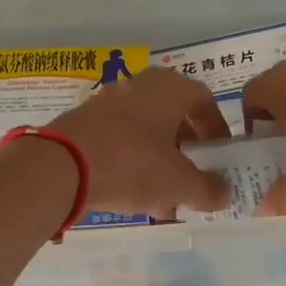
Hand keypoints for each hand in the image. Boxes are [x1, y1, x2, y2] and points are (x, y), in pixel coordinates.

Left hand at [48, 66, 232, 216]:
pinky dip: (132, 164)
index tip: (221, 154)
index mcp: (169, 88)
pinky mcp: (84, 121)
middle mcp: (140, 85)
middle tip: (194, 179)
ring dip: (159, 162)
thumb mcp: (179, 183)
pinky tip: (133, 197)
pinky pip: (119, 141)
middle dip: (186, 151)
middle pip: (173, 117)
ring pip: (145, 132)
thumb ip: (208, 189)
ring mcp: (108, 101)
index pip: (204, 101)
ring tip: (165, 200)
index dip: (217, 128)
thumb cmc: (132, 164)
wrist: (60, 166)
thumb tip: (225, 193)